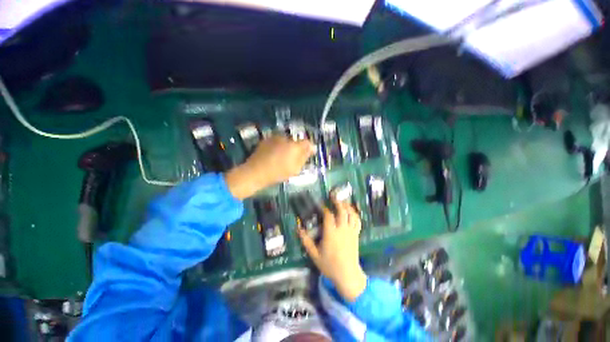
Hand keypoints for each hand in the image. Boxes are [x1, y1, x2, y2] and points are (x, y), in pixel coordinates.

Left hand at [225, 135, 314, 199]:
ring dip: (288, 146)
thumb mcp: (295, 168)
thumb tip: (312, 148)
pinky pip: (277, 141)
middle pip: (296, 141)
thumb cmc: (278, 172)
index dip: (309, 148)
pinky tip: (275, 155)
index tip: (309, 154)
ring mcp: (275, 137)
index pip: (307, 142)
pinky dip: (279, 146)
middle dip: (297, 148)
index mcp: (294, 145)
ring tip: (284, 157)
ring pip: (286, 140)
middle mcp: (285, 138)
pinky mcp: (266, 139)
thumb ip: (305, 157)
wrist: (255, 172)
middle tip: (295, 158)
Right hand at [299, 199, 366, 301]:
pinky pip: (357, 221)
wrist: (347, 275)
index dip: (324, 208)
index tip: (321, 204)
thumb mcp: (314, 255)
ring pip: (351, 214)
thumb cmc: (330, 265)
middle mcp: (342, 229)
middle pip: (341, 211)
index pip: (328, 215)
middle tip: (333, 196)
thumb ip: (306, 241)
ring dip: (347, 206)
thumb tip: (298, 229)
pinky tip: (351, 211)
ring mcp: (351, 231)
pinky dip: (355, 214)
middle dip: (337, 202)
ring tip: (342, 201)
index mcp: (331, 233)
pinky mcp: (356, 234)